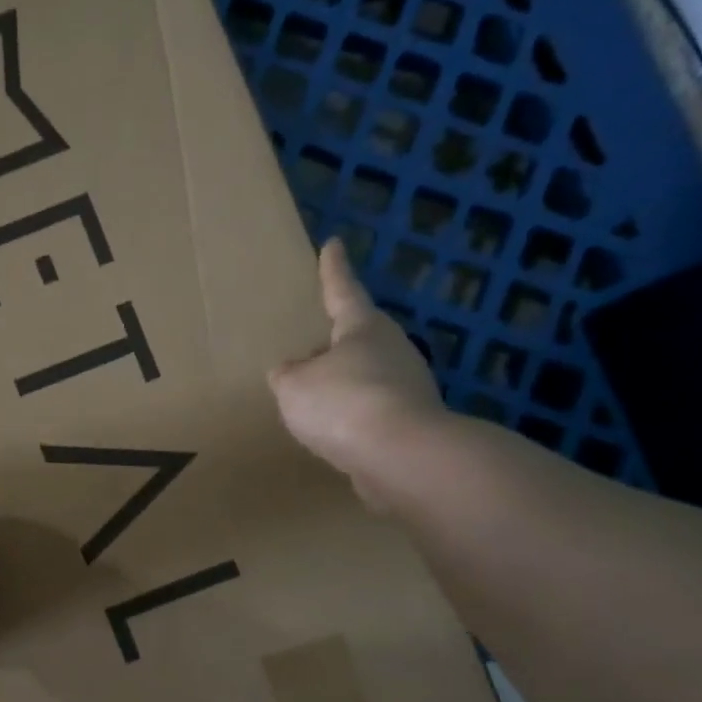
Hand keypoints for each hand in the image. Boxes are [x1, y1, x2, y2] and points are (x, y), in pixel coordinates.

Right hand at [268, 238, 450, 510]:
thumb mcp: (295, 386)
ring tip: (313, 401)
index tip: (333, 244)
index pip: (343, 291)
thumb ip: (289, 375)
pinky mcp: (413, 424)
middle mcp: (392, 350)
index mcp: (363, 328)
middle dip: (335, 344)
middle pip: (359, 338)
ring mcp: (409, 387)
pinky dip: (353, 419)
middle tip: (309, 350)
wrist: (402, 456)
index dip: (333, 270)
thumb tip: (291, 371)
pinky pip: (372, 413)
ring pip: (367, 377)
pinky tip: (333, 434)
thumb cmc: (343, 403)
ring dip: (343, 386)